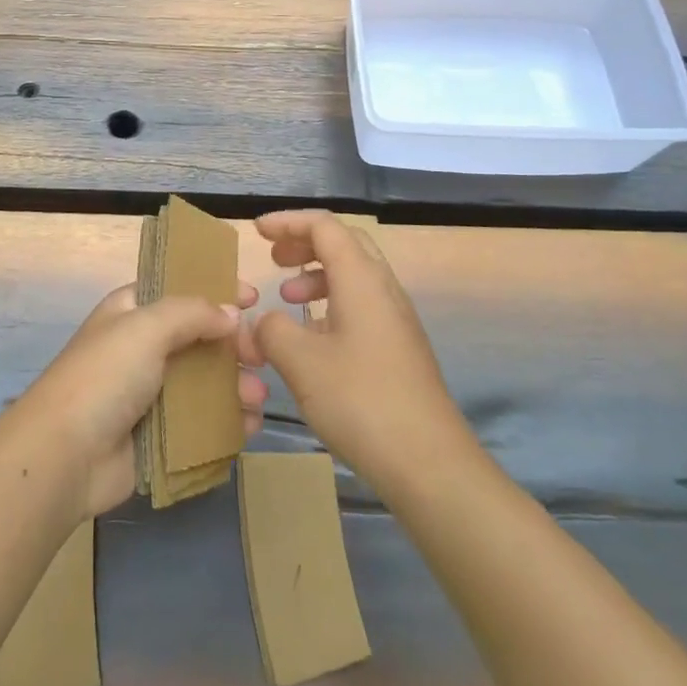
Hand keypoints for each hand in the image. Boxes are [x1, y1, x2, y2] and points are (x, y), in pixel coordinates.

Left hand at [13, 282, 266, 520]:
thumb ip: (193, 313)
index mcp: (132, 312)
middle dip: (233, 345)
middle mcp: (143, 348)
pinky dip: (227, 422)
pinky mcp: (159, 436)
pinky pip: (202, 423)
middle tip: (260, 357)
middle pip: (200, 337)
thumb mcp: (146, 326)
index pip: (180, 289)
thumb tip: (232, 314)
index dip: (215, 289)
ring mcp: (151, 393)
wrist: (64, 456)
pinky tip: (248, 426)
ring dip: (235, 386)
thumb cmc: (104, 377)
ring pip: (205, 382)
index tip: (253, 297)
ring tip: (257, 399)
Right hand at [243, 211, 468, 489]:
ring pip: (353, 275)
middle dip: (305, 243)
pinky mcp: (399, 348)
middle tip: (274, 258)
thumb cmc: (361, 401)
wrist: (429, 463)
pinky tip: (313, 337)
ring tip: (287, 298)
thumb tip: (261, 321)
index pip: (324, 226)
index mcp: (362, 279)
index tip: (257, 232)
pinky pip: (361, 305)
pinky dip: (331, 303)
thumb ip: (272, 330)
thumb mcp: (301, 362)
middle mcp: (383, 289)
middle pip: (344, 244)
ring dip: (317, 275)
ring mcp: (395, 319)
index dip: (288, 222)